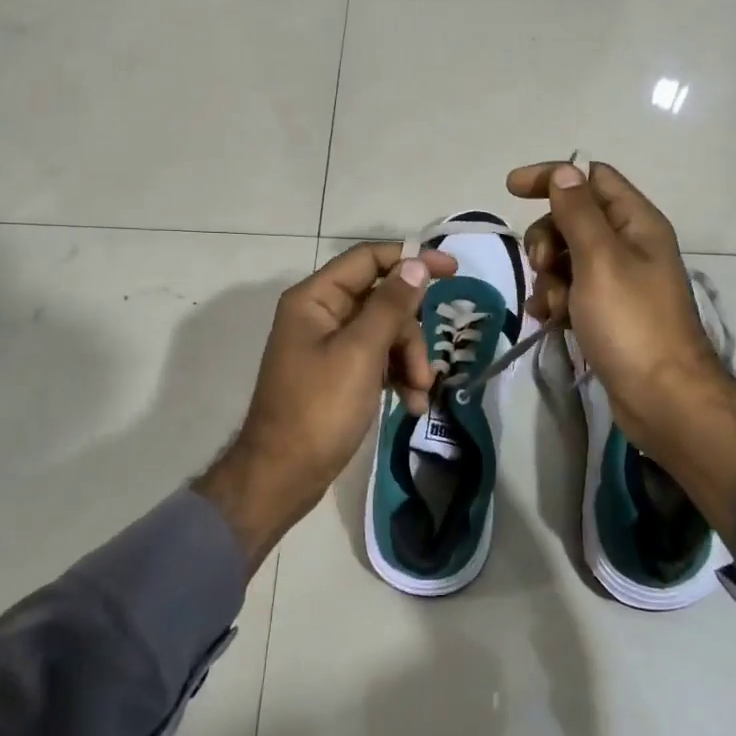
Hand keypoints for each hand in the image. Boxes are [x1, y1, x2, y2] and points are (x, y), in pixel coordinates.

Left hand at [197, 242, 456, 568]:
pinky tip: (412, 405)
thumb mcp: (360, 353)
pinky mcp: (340, 374)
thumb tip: (416, 263)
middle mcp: (321, 314)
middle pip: (383, 300)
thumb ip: (390, 306)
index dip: (411, 259)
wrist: (283, 475)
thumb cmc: (319, 408)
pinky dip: (398, 377)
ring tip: (419, 395)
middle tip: (425, 368)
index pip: (369, 259)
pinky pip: (378, 360)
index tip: (453, 270)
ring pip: (386, 332)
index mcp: (316, 298)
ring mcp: (330, 345)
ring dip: (409, 360)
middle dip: (411, 332)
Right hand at [506, 162, 735, 502]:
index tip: (511, 189)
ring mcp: (619, 281)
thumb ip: (578, 213)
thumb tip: (564, 171)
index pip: (592, 177)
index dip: (553, 177)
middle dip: (547, 238)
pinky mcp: (608, 313)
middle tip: (542, 264)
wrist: (662, 398)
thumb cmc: (631, 323)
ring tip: (553, 305)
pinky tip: (550, 319)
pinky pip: (571, 291)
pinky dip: (556, 299)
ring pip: (567, 257)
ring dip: (548, 275)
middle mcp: (630, 245)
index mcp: (637, 223)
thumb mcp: (600, 260)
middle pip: (574, 218)